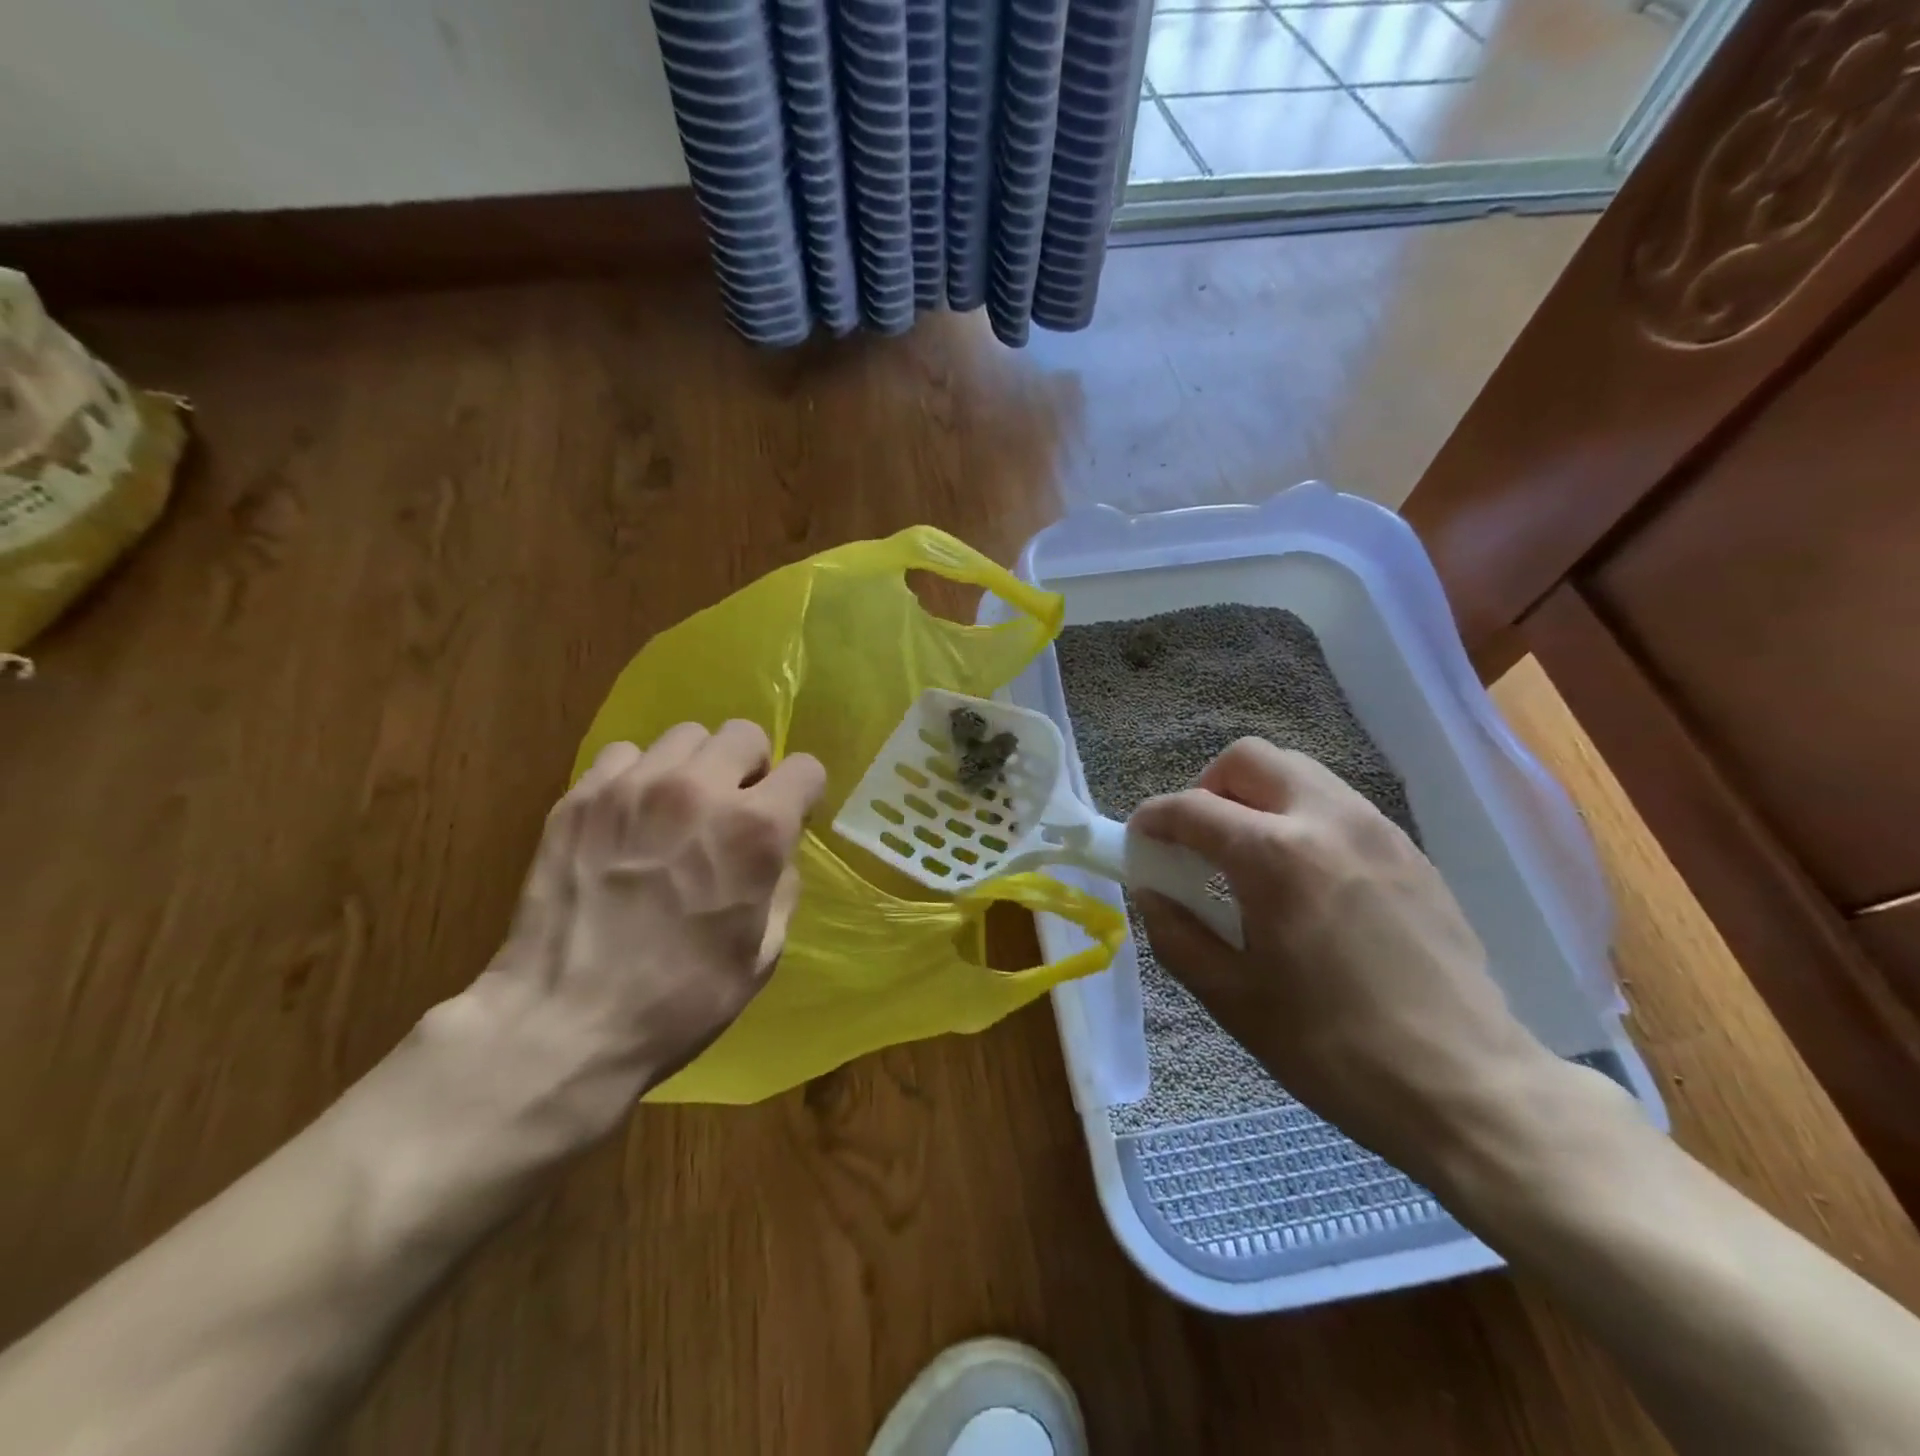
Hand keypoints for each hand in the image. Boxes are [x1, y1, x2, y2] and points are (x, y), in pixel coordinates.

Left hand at [425, 722, 825, 1146]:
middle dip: (750, 767)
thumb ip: (781, 885)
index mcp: (755, 830)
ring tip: (678, 809)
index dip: (803, 793)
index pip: (806, 767)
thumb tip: (776, 853)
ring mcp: (633, 787)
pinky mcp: (580, 797)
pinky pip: (624, 755)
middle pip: (743, 733)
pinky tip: (629, 819)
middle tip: (734, 808)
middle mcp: (699, 790)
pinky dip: (637, 777)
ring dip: (695, 767)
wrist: (565, 1025)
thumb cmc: (682, 1000)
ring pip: (684, 736)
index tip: (791, 816)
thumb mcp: (764, 953)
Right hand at [1131, 739, 1560, 1184]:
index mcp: (1274, 856)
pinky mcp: (1408, 850)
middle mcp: (1325, 820)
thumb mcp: (1231, 999)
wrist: (1469, 1087)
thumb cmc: (1334, 1049)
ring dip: (1255, 796)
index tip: (1138, 843)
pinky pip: (1336, 803)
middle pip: (1248, 759)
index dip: (1152, 820)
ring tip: (1248, 857)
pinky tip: (1303, 878)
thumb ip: (1175, 933)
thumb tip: (1151, 891)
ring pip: (1297, 771)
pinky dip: (1299, 816)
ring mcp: (1376, 828)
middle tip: (1198, 842)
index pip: (1191, 808)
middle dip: (1206, 788)